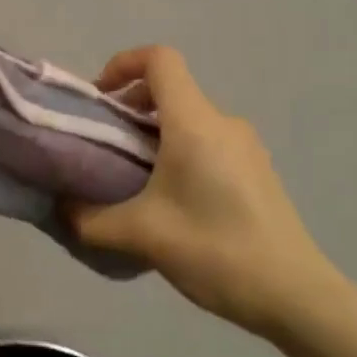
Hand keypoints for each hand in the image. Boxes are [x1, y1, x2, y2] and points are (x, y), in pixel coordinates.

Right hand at [66, 46, 346, 338]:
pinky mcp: (256, 172)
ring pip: (188, 119)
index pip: (160, 60)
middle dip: (129, 107)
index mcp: (195, 123)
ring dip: (152, 133)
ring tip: (129, 177)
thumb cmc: (215, 250)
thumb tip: (61, 210)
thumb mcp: (140, 234)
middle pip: (171, 90)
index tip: (98, 100)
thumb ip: (89, 219)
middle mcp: (223, 123)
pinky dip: (177, 152)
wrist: (295, 296)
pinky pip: (207, 143)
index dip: (122, 64)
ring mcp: (245, 147)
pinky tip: (167, 200)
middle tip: (103, 144)